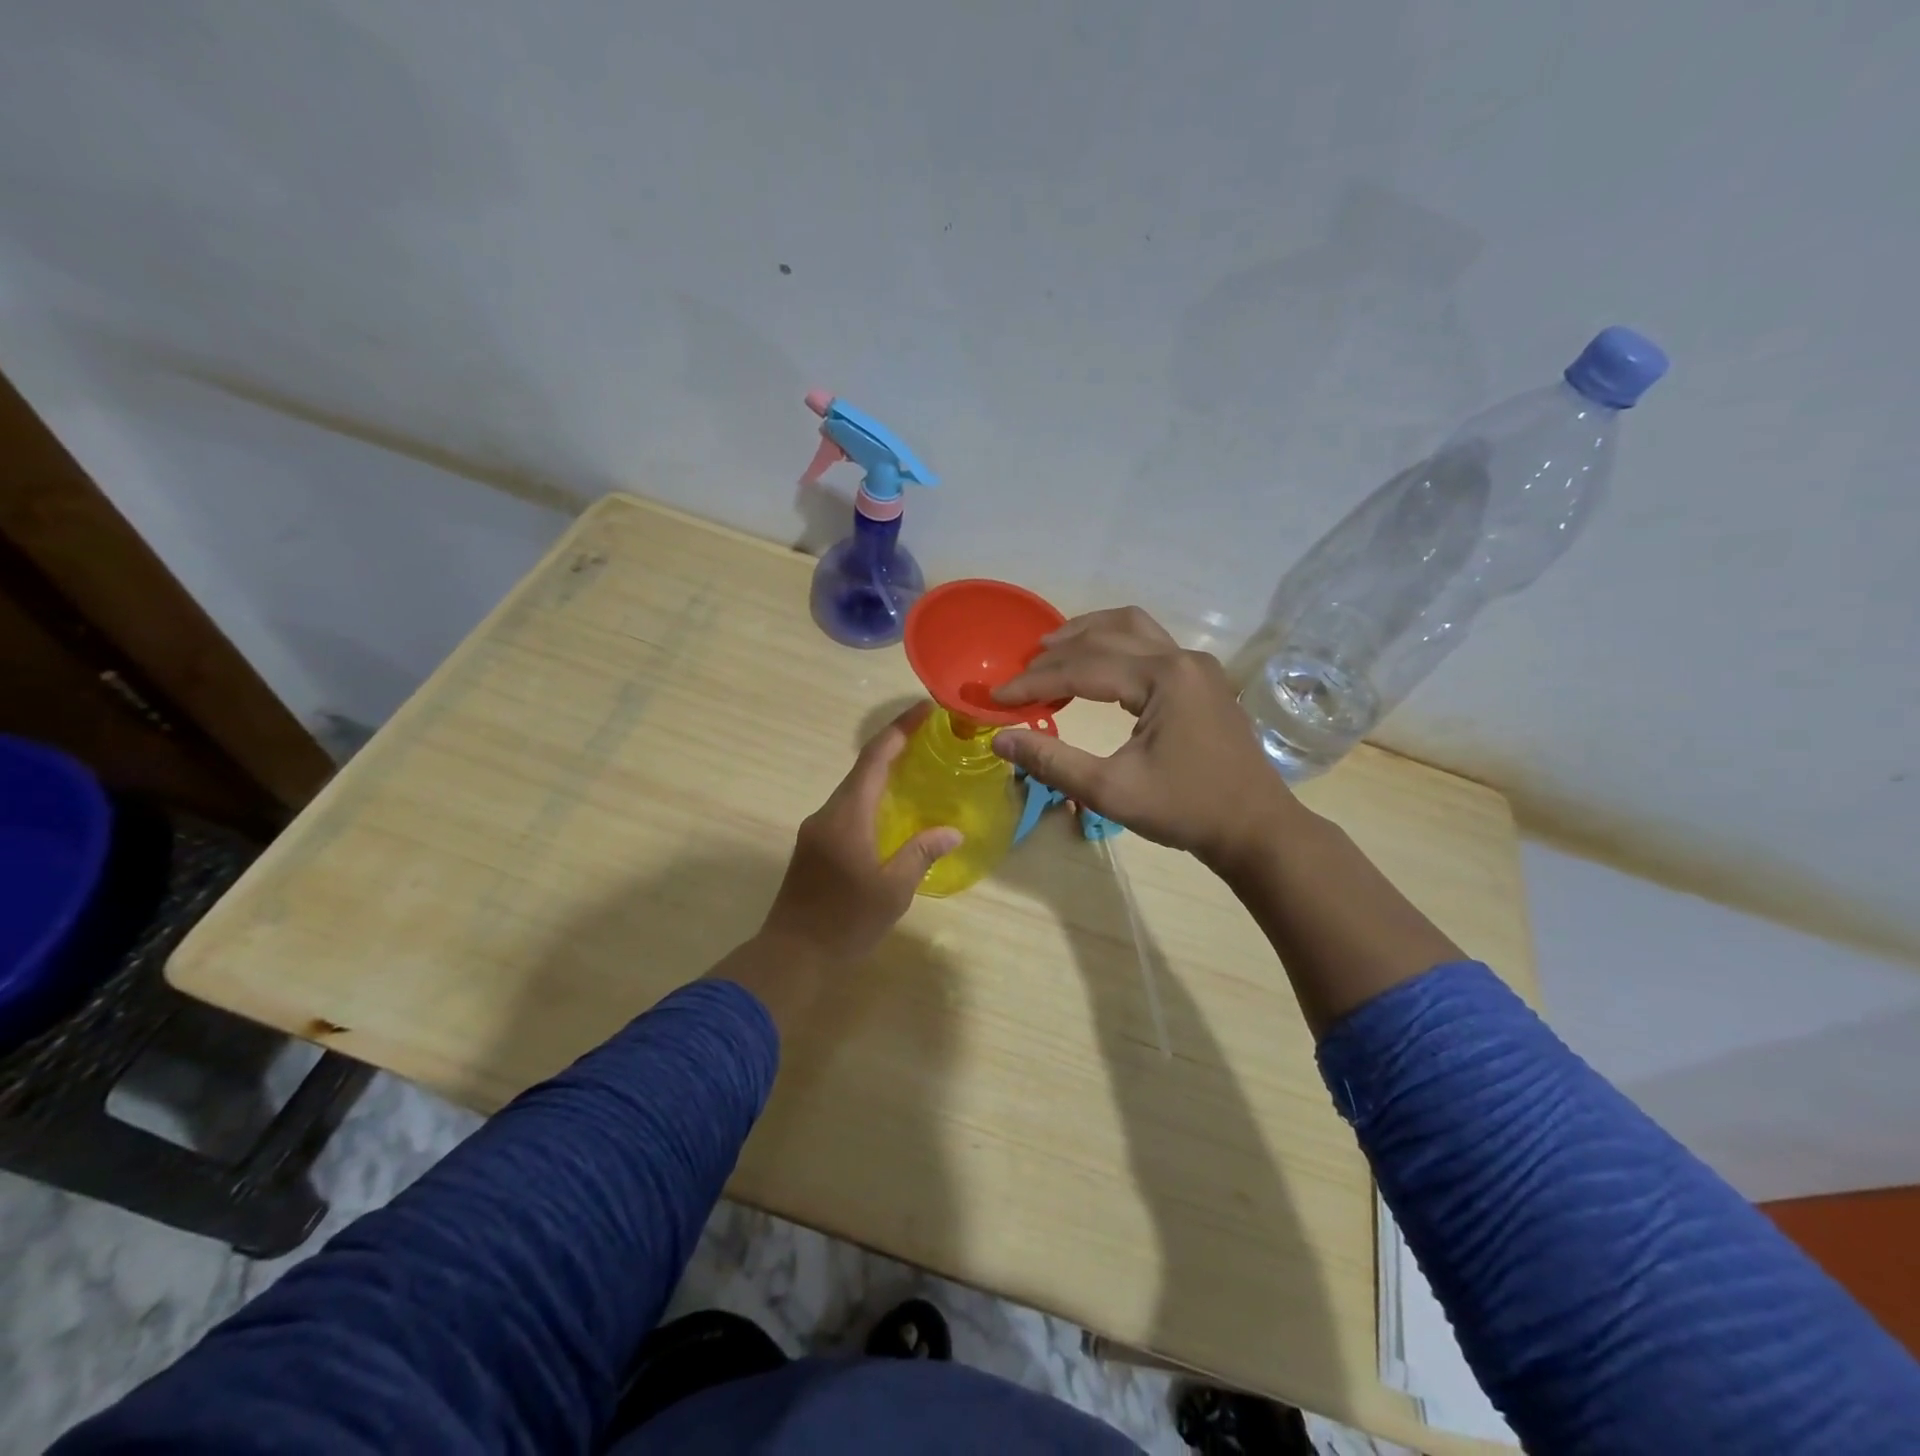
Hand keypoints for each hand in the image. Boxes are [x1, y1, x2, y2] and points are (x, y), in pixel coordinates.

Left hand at [756, 701, 961, 967]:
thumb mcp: (892, 891)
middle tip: (929, 736)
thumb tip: (951, 832)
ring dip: (882, 773)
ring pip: (853, 789)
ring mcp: (816, 829)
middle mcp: (827, 813)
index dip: (899, 730)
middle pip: (862, 768)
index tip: (924, 708)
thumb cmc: (845, 922)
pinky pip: (846, 808)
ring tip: (916, 767)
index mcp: (847, 816)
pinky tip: (891, 809)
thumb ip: (921, 854)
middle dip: (894, 747)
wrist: (791, 955)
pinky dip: (871, 797)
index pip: (874, 759)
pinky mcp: (813, 846)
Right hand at [989, 606, 1299, 867]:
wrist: (1254, 828)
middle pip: (1105, 636)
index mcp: (1163, 678)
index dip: (1034, 682)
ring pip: (1131, 627)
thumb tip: (1000, 740)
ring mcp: (1196, 664)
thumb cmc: (1185, 810)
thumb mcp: (1111, 791)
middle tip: (1018, 675)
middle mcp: (1181, 658)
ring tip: (1049, 649)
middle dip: (1055, 654)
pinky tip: (1095, 663)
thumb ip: (1052, 762)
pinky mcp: (1201, 678)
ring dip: (1086, 633)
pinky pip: (1149, 641)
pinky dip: (1113, 643)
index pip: (1082, 668)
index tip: (996, 699)